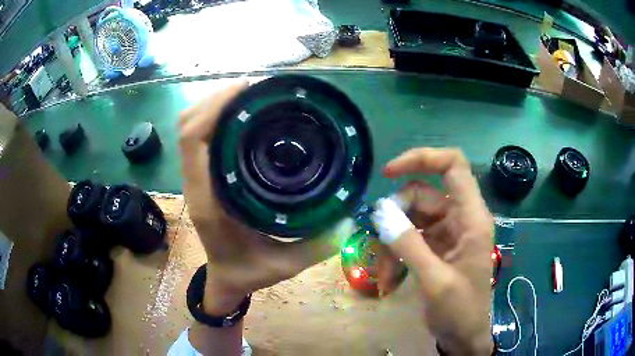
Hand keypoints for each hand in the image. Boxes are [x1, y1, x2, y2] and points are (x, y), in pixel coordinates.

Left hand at [178, 81, 352, 314]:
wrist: (226, 279)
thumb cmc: (248, 272)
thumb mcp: (285, 265)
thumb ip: (317, 246)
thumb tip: (348, 218)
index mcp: (208, 202)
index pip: (195, 142)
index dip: (215, 108)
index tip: (246, 89)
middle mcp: (196, 184)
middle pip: (188, 126)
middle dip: (215, 98)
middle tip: (254, 88)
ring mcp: (196, 178)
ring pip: (190, 128)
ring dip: (214, 105)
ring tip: (248, 95)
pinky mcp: (203, 176)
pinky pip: (199, 138)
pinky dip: (214, 117)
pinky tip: (241, 114)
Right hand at [382, 148, 493, 354]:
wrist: (463, 336)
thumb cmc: (460, 310)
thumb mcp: (435, 280)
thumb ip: (409, 245)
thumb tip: (380, 213)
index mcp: (471, 218)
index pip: (453, 166)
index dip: (423, 159)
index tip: (389, 172)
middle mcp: (460, 218)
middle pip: (422, 195)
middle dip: (397, 218)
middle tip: (382, 244)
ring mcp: (447, 233)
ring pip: (411, 218)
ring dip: (393, 243)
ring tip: (385, 274)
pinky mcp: (436, 247)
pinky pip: (410, 237)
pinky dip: (396, 254)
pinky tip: (390, 278)